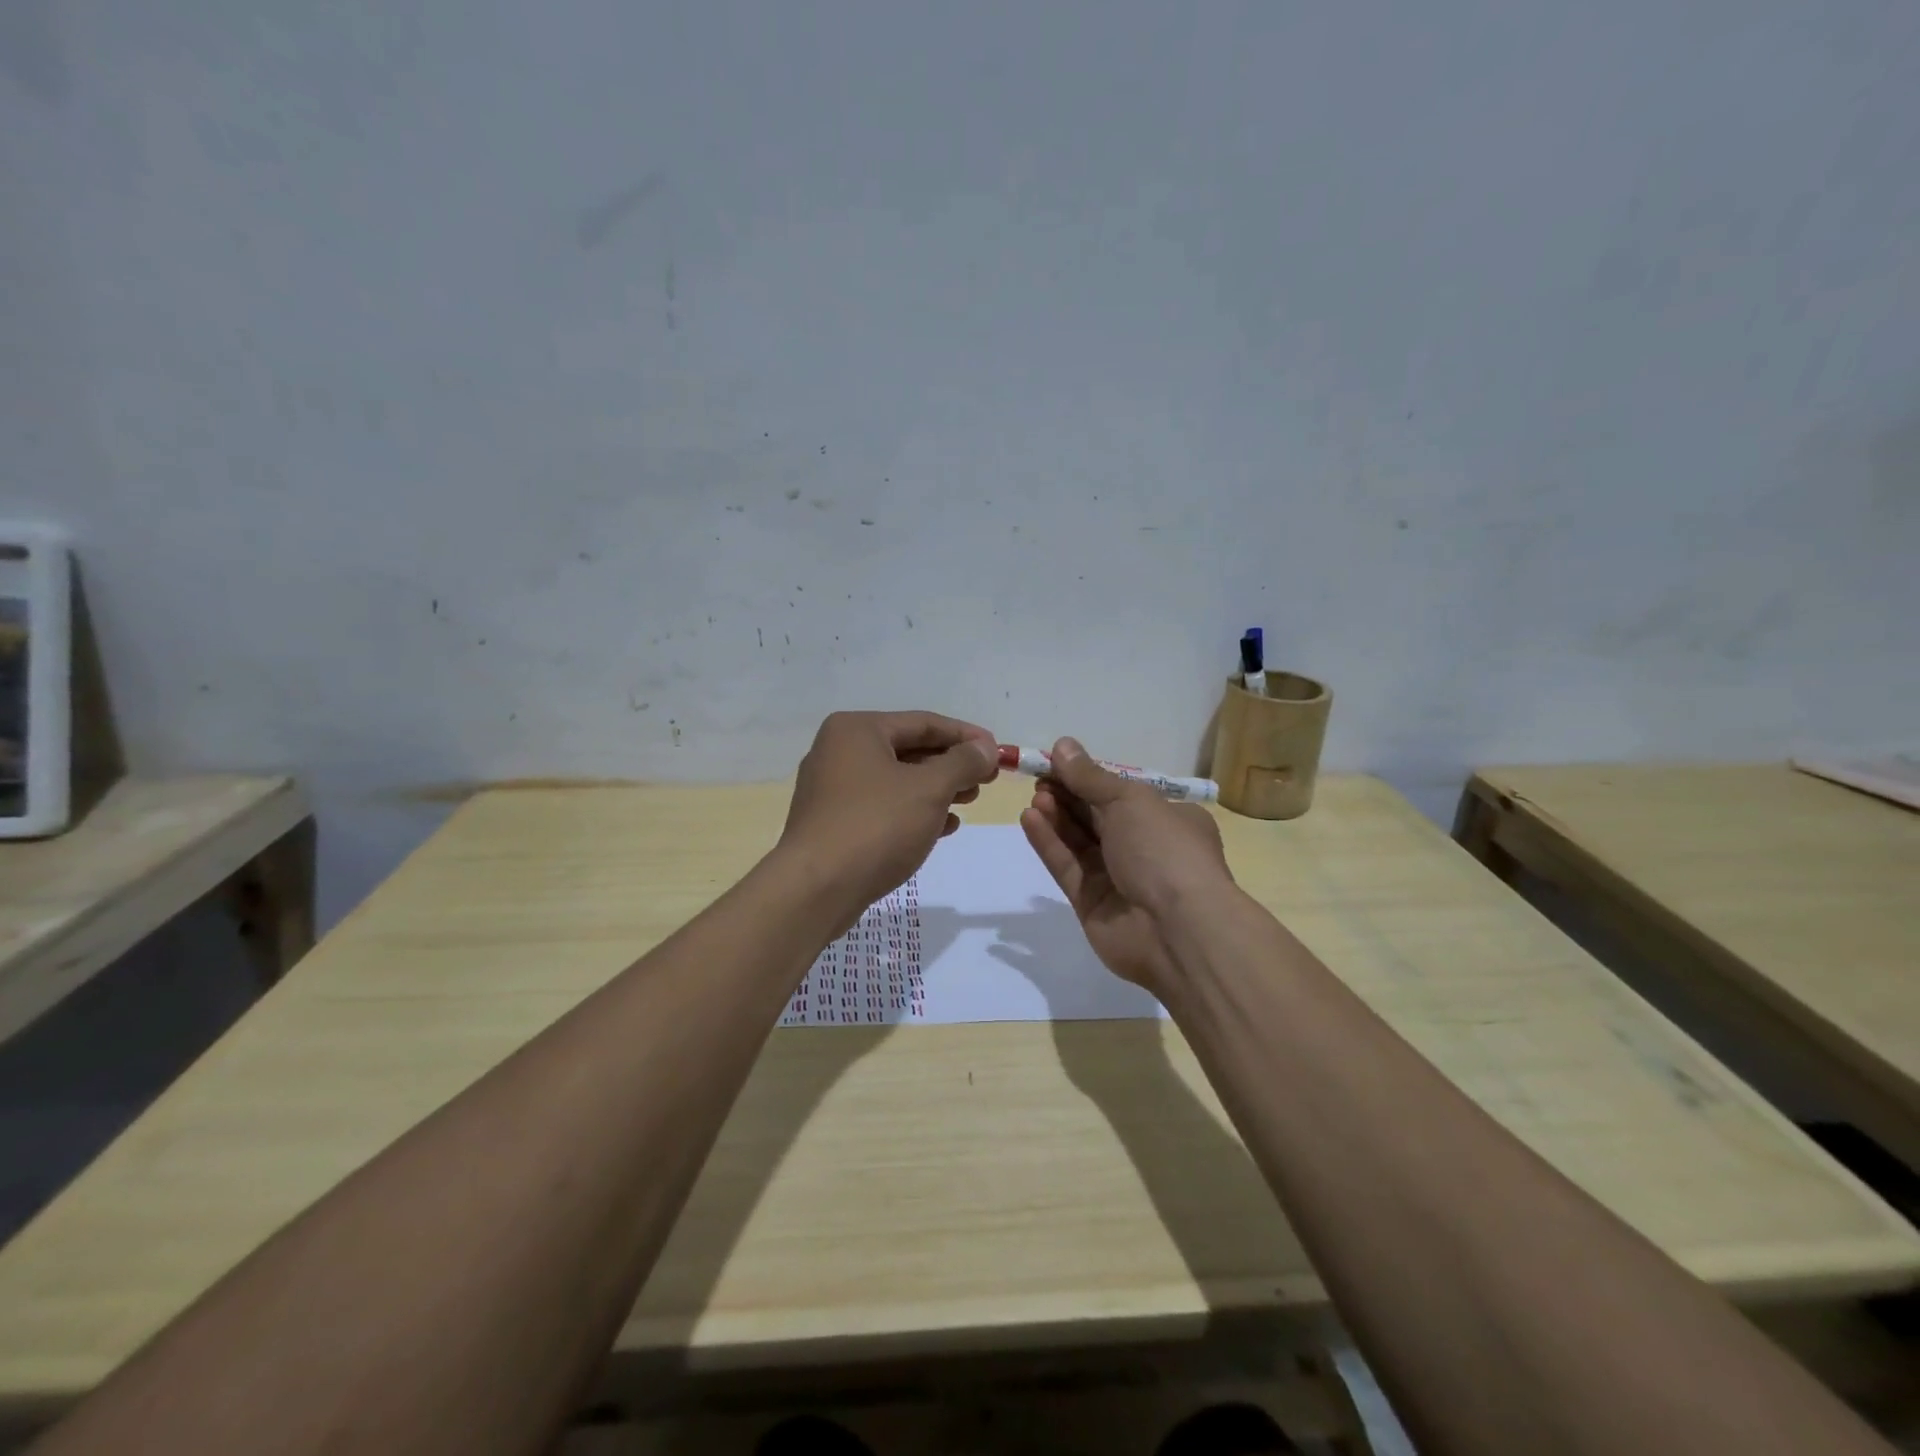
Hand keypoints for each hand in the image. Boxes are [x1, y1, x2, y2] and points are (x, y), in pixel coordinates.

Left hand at [780, 710, 998, 927]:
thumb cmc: (876, 825)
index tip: (998, 751)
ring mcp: (833, 789)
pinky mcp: (834, 823)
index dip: (965, 736)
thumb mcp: (929, 789)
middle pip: (909, 750)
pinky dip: (914, 812)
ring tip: (970, 802)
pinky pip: (883, 807)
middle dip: (951, 765)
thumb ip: (962, 763)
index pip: (923, 722)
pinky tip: (943, 826)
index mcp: (856, 730)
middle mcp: (839, 751)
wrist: (816, 889)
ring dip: (937, 790)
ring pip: (897, 780)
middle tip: (986, 780)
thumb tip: (986, 747)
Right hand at [1018, 737, 1233, 993]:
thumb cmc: (1163, 850)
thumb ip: (1090, 777)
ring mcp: (1119, 878)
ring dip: (1057, 817)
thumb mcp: (1129, 800)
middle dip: (1068, 796)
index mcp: (1169, 819)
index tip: (1055, 763)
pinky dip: (1050, 844)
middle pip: (1097, 817)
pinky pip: (1068, 867)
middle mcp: (1145, 848)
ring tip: (1034, 798)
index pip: (1122, 793)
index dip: (1088, 777)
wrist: (1176, 930)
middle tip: (1039, 778)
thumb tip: (1063, 745)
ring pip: (1080, 842)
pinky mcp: (1093, 904)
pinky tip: (1030, 820)